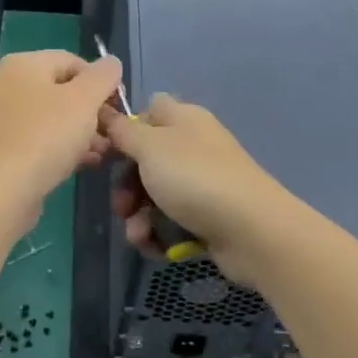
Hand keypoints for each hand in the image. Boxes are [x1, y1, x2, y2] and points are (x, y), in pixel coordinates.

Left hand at [0, 50, 123, 232]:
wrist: (5, 189)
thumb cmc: (47, 136)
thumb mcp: (85, 99)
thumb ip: (103, 76)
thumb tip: (111, 63)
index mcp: (23, 64)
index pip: (72, 61)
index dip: (101, 80)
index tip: (118, 106)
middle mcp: (8, 85)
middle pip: (62, 90)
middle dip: (93, 111)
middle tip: (113, 131)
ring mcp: (3, 117)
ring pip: (53, 117)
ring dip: (82, 131)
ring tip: (104, 151)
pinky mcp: (4, 146)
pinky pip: (41, 138)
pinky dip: (64, 146)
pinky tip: (86, 162)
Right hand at [102, 93, 295, 288]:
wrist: (251, 230)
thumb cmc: (195, 178)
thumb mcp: (150, 146)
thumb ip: (123, 130)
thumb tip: (106, 111)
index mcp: (183, 120)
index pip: (147, 113)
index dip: (124, 131)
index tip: (107, 152)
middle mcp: (194, 147)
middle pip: (146, 160)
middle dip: (127, 187)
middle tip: (121, 206)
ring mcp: (203, 183)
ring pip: (155, 195)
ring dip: (138, 217)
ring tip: (139, 234)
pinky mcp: (208, 216)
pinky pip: (172, 221)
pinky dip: (159, 234)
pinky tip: (154, 246)